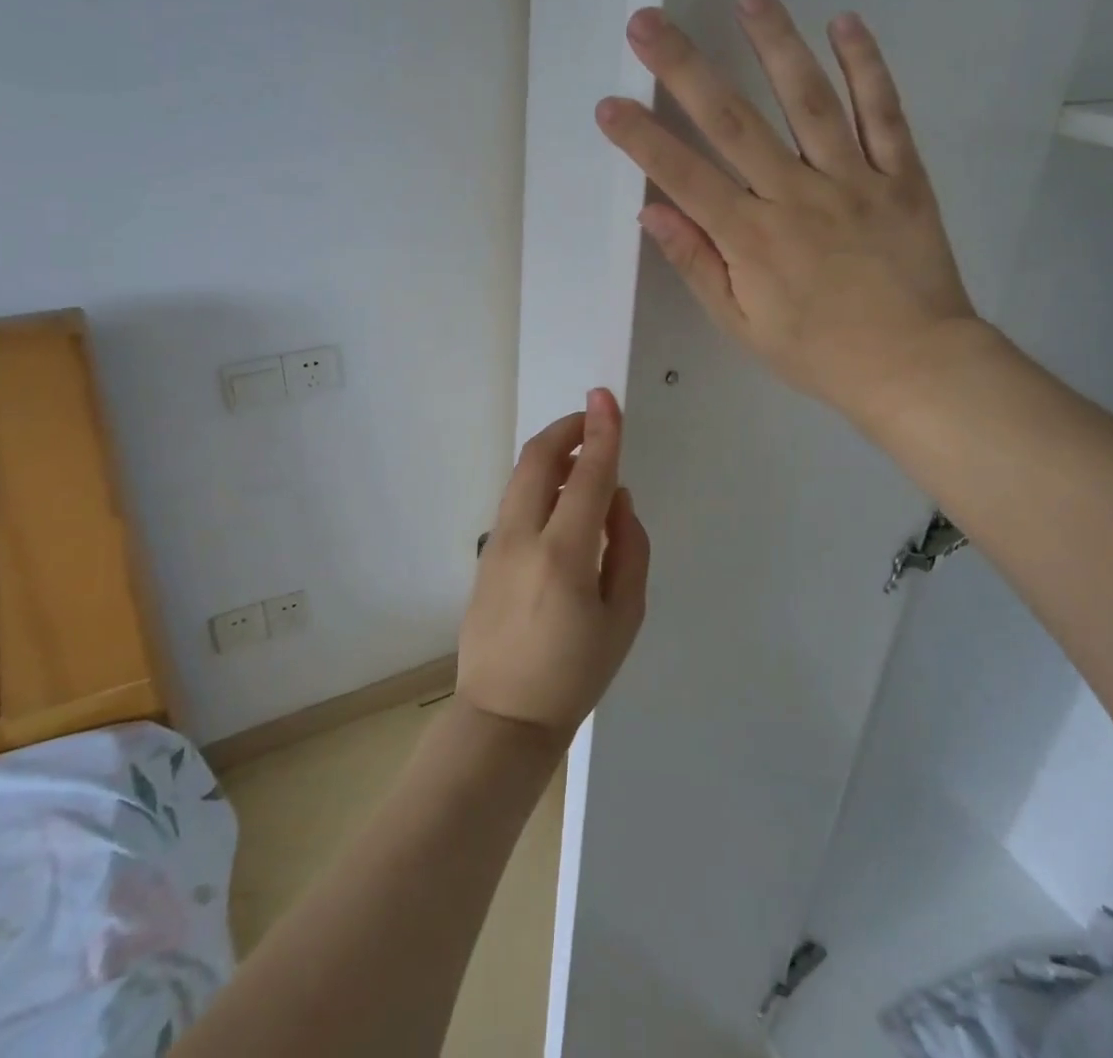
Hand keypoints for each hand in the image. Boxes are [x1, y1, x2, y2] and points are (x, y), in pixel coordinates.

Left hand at [457, 390, 649, 742]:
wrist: (503, 717)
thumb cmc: (576, 673)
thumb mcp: (625, 616)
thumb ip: (628, 547)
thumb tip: (617, 499)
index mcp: (563, 555)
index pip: (587, 476)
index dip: (601, 431)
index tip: (606, 396)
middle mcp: (522, 537)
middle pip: (538, 459)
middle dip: (566, 429)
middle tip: (593, 421)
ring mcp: (495, 544)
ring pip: (522, 476)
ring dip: (553, 455)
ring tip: (585, 462)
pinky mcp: (484, 554)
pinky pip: (516, 501)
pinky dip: (541, 483)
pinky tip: (562, 504)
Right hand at [594, 0, 982, 423]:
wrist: (914, 366)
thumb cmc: (818, 353)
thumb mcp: (743, 325)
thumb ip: (698, 264)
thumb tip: (654, 210)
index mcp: (752, 237)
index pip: (684, 176)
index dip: (643, 138)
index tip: (608, 102)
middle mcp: (797, 194)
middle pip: (733, 122)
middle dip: (684, 68)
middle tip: (648, 21)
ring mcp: (853, 178)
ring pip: (809, 100)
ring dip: (775, 43)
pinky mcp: (901, 175)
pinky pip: (884, 113)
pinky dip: (866, 66)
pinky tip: (845, 22)